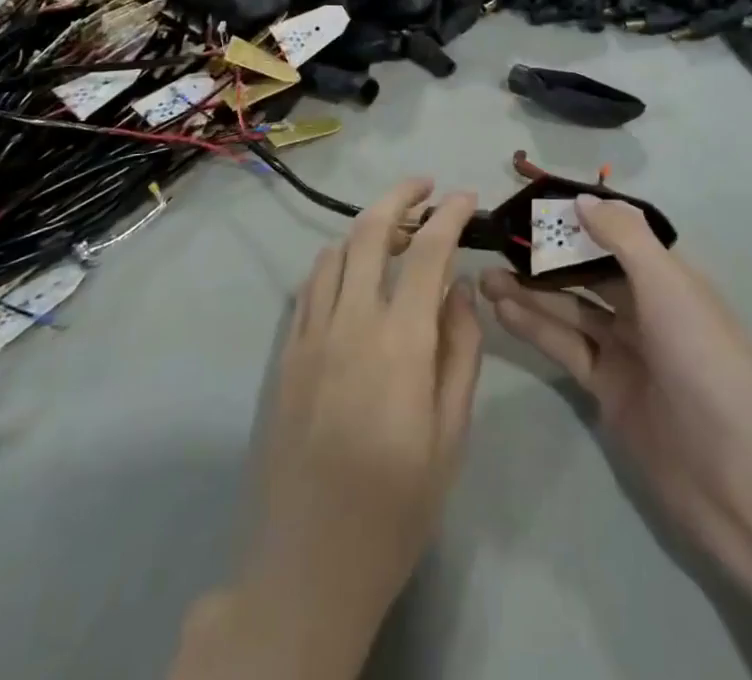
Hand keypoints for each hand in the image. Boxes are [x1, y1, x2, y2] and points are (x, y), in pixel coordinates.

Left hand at [173, 180, 482, 679]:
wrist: (307, 564)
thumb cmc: (396, 505)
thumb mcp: (450, 435)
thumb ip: (460, 351)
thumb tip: (459, 289)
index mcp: (398, 342)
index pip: (427, 252)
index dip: (448, 214)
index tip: (465, 196)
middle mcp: (349, 322)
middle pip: (369, 232)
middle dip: (400, 197)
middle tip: (425, 187)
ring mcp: (309, 335)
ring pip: (334, 252)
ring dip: (366, 227)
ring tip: (394, 230)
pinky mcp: (285, 354)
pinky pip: (310, 286)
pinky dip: (335, 261)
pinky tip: (351, 273)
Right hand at [480, 195, 751, 590]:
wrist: (738, 479)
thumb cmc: (706, 363)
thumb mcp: (668, 287)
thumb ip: (623, 238)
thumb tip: (581, 199)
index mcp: (667, 277)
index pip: (614, 235)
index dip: (574, 220)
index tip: (530, 206)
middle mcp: (645, 307)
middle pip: (586, 272)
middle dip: (544, 258)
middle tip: (496, 245)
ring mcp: (625, 351)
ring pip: (569, 310)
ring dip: (530, 292)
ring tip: (484, 278)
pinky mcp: (607, 389)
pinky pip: (565, 347)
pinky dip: (535, 328)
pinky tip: (501, 310)